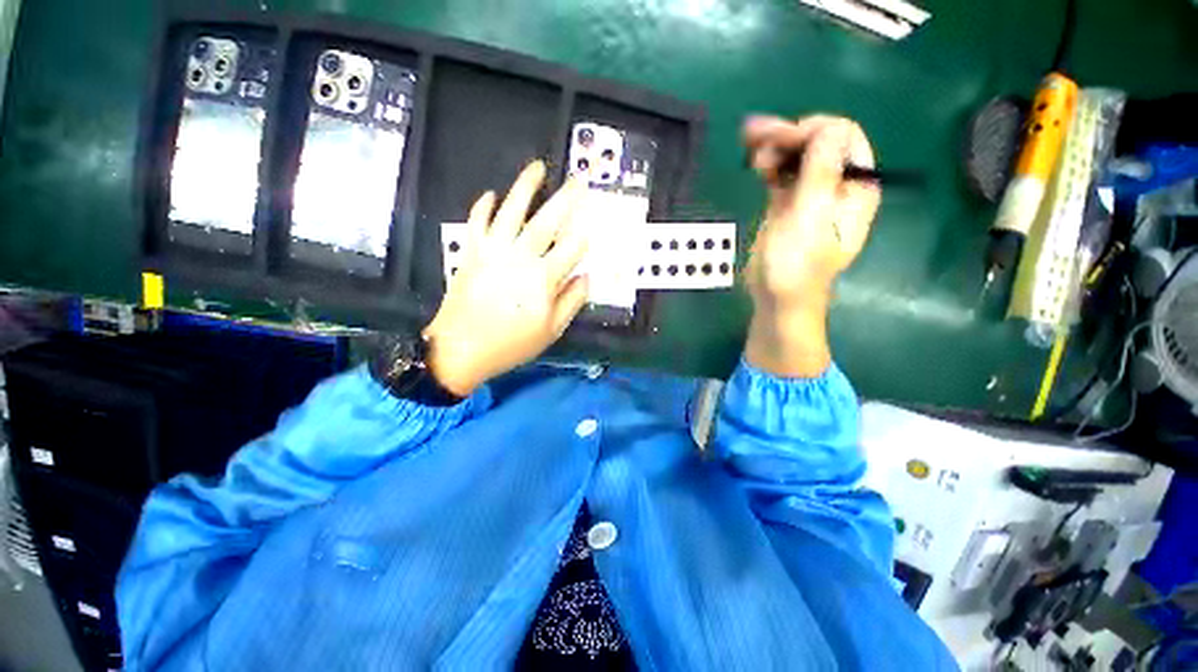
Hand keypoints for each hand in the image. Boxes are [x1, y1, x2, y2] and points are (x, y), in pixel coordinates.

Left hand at [423, 161, 589, 396]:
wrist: (459, 349)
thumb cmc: (508, 345)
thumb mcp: (549, 332)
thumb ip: (571, 302)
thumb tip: (587, 276)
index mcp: (542, 280)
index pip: (572, 248)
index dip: (584, 235)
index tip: (592, 224)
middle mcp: (519, 258)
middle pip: (547, 221)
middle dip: (566, 198)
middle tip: (578, 179)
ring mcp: (493, 251)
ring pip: (511, 211)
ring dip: (525, 187)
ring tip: (536, 167)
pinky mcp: (471, 252)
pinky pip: (477, 222)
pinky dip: (483, 206)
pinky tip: (491, 194)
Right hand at [741, 115, 879, 376]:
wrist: (777, 300)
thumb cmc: (799, 264)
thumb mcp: (812, 214)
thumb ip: (824, 169)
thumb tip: (834, 126)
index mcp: (857, 187)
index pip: (848, 135)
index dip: (819, 129)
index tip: (791, 142)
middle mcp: (840, 183)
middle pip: (819, 135)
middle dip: (789, 134)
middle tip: (759, 141)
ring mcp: (816, 188)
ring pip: (797, 146)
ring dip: (773, 143)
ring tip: (753, 157)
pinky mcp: (792, 195)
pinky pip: (783, 162)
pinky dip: (768, 157)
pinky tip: (754, 167)